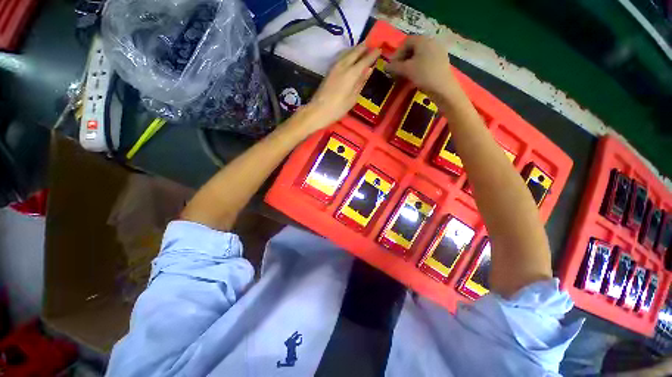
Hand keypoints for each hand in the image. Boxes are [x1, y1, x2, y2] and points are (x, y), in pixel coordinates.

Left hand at [305, 44, 380, 128]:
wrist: (318, 110)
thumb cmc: (338, 108)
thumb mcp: (353, 98)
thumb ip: (361, 82)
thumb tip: (369, 69)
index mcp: (352, 73)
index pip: (365, 60)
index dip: (373, 54)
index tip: (380, 49)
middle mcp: (343, 65)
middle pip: (355, 52)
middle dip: (364, 47)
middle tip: (372, 45)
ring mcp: (335, 67)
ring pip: (347, 52)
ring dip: (355, 49)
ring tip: (362, 48)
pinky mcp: (329, 70)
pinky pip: (341, 57)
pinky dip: (348, 54)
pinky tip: (350, 56)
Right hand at [387, 36, 456, 98]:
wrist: (443, 87)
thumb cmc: (423, 75)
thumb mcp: (406, 70)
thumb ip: (394, 67)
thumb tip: (385, 66)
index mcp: (423, 40)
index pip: (406, 42)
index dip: (397, 54)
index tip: (392, 66)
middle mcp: (431, 41)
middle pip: (413, 48)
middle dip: (403, 59)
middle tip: (398, 71)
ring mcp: (438, 50)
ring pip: (420, 54)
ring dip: (410, 63)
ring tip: (405, 75)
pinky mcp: (441, 60)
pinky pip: (426, 60)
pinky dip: (418, 66)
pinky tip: (416, 76)